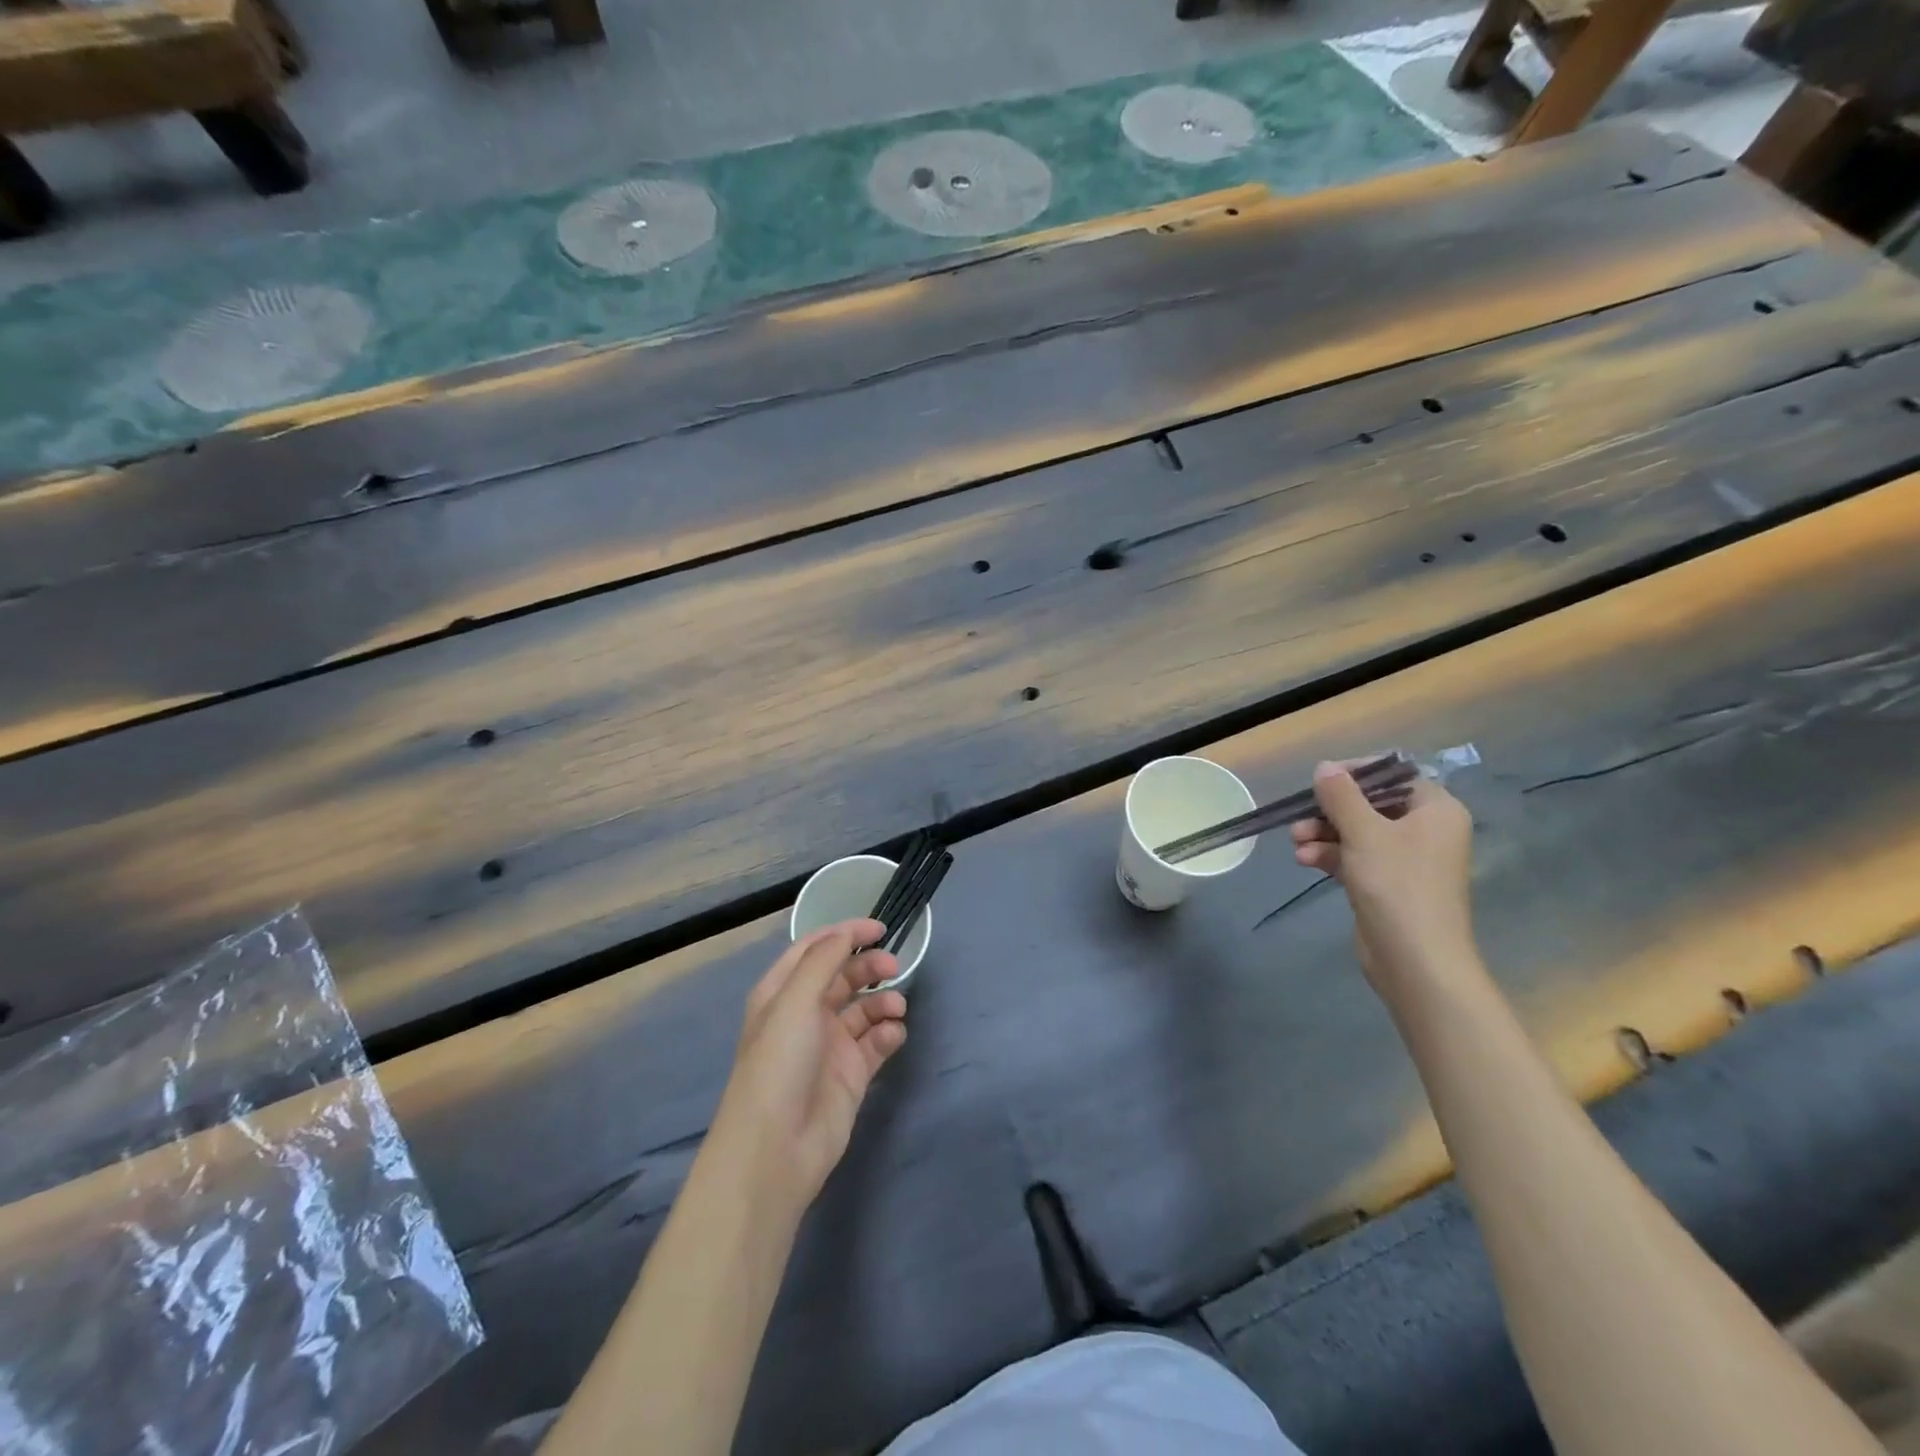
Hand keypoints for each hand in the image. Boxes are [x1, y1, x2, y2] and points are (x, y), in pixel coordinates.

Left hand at [710, 920, 908, 1211]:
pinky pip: (876, 1042)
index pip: (815, 949)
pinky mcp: (851, 1074)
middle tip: (894, 966)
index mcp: (782, 992)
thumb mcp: (794, 1001)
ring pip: (864, 1008)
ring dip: (883, 1000)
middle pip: (843, 976)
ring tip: (896, 1007)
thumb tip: (847, 933)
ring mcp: (830, 1045)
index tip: (880, 928)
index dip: (845, 933)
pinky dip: (888, 1033)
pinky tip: (893, 1035)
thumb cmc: (779, 1063)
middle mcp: (806, 1014)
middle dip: (869, 966)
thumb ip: (823, 961)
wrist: (776, 1149)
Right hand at [1291, 760, 1475, 996]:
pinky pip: (1355, 857)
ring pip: (1357, 832)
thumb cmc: (1397, 885)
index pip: (1394, 775)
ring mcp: (1407, 859)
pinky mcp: (1387, 884)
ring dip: (1323, 833)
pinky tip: (1304, 861)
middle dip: (1330, 810)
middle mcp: (1426, 830)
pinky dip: (1330, 855)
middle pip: (1371, 804)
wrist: (1415, 960)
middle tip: (1301, 817)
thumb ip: (1341, 796)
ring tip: (1295, 842)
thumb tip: (1324, 766)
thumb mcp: (1364, 833)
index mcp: (1436, 810)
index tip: (1320, 781)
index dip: (1356, 774)